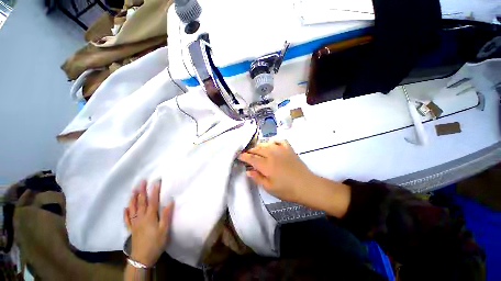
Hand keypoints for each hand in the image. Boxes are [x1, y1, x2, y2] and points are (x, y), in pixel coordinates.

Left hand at [124, 180, 173, 266]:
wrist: (142, 258)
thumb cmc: (156, 243)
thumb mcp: (165, 230)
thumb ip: (167, 215)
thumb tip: (170, 201)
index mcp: (150, 217)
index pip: (153, 201)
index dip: (154, 191)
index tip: (156, 181)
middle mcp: (141, 217)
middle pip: (141, 202)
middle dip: (142, 191)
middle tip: (142, 181)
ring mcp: (134, 223)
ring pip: (133, 208)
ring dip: (133, 198)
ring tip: (133, 190)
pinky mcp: (131, 229)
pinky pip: (127, 219)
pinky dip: (126, 212)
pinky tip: (126, 208)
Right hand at [238, 140, 315, 202]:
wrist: (307, 186)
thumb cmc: (287, 190)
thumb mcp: (269, 188)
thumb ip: (257, 178)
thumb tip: (248, 171)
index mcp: (266, 165)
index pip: (251, 158)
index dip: (244, 156)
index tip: (239, 156)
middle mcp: (272, 155)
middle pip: (258, 149)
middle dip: (251, 151)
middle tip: (247, 154)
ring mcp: (281, 150)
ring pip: (267, 144)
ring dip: (260, 146)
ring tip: (257, 150)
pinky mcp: (289, 149)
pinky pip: (280, 141)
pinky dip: (274, 141)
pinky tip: (272, 144)